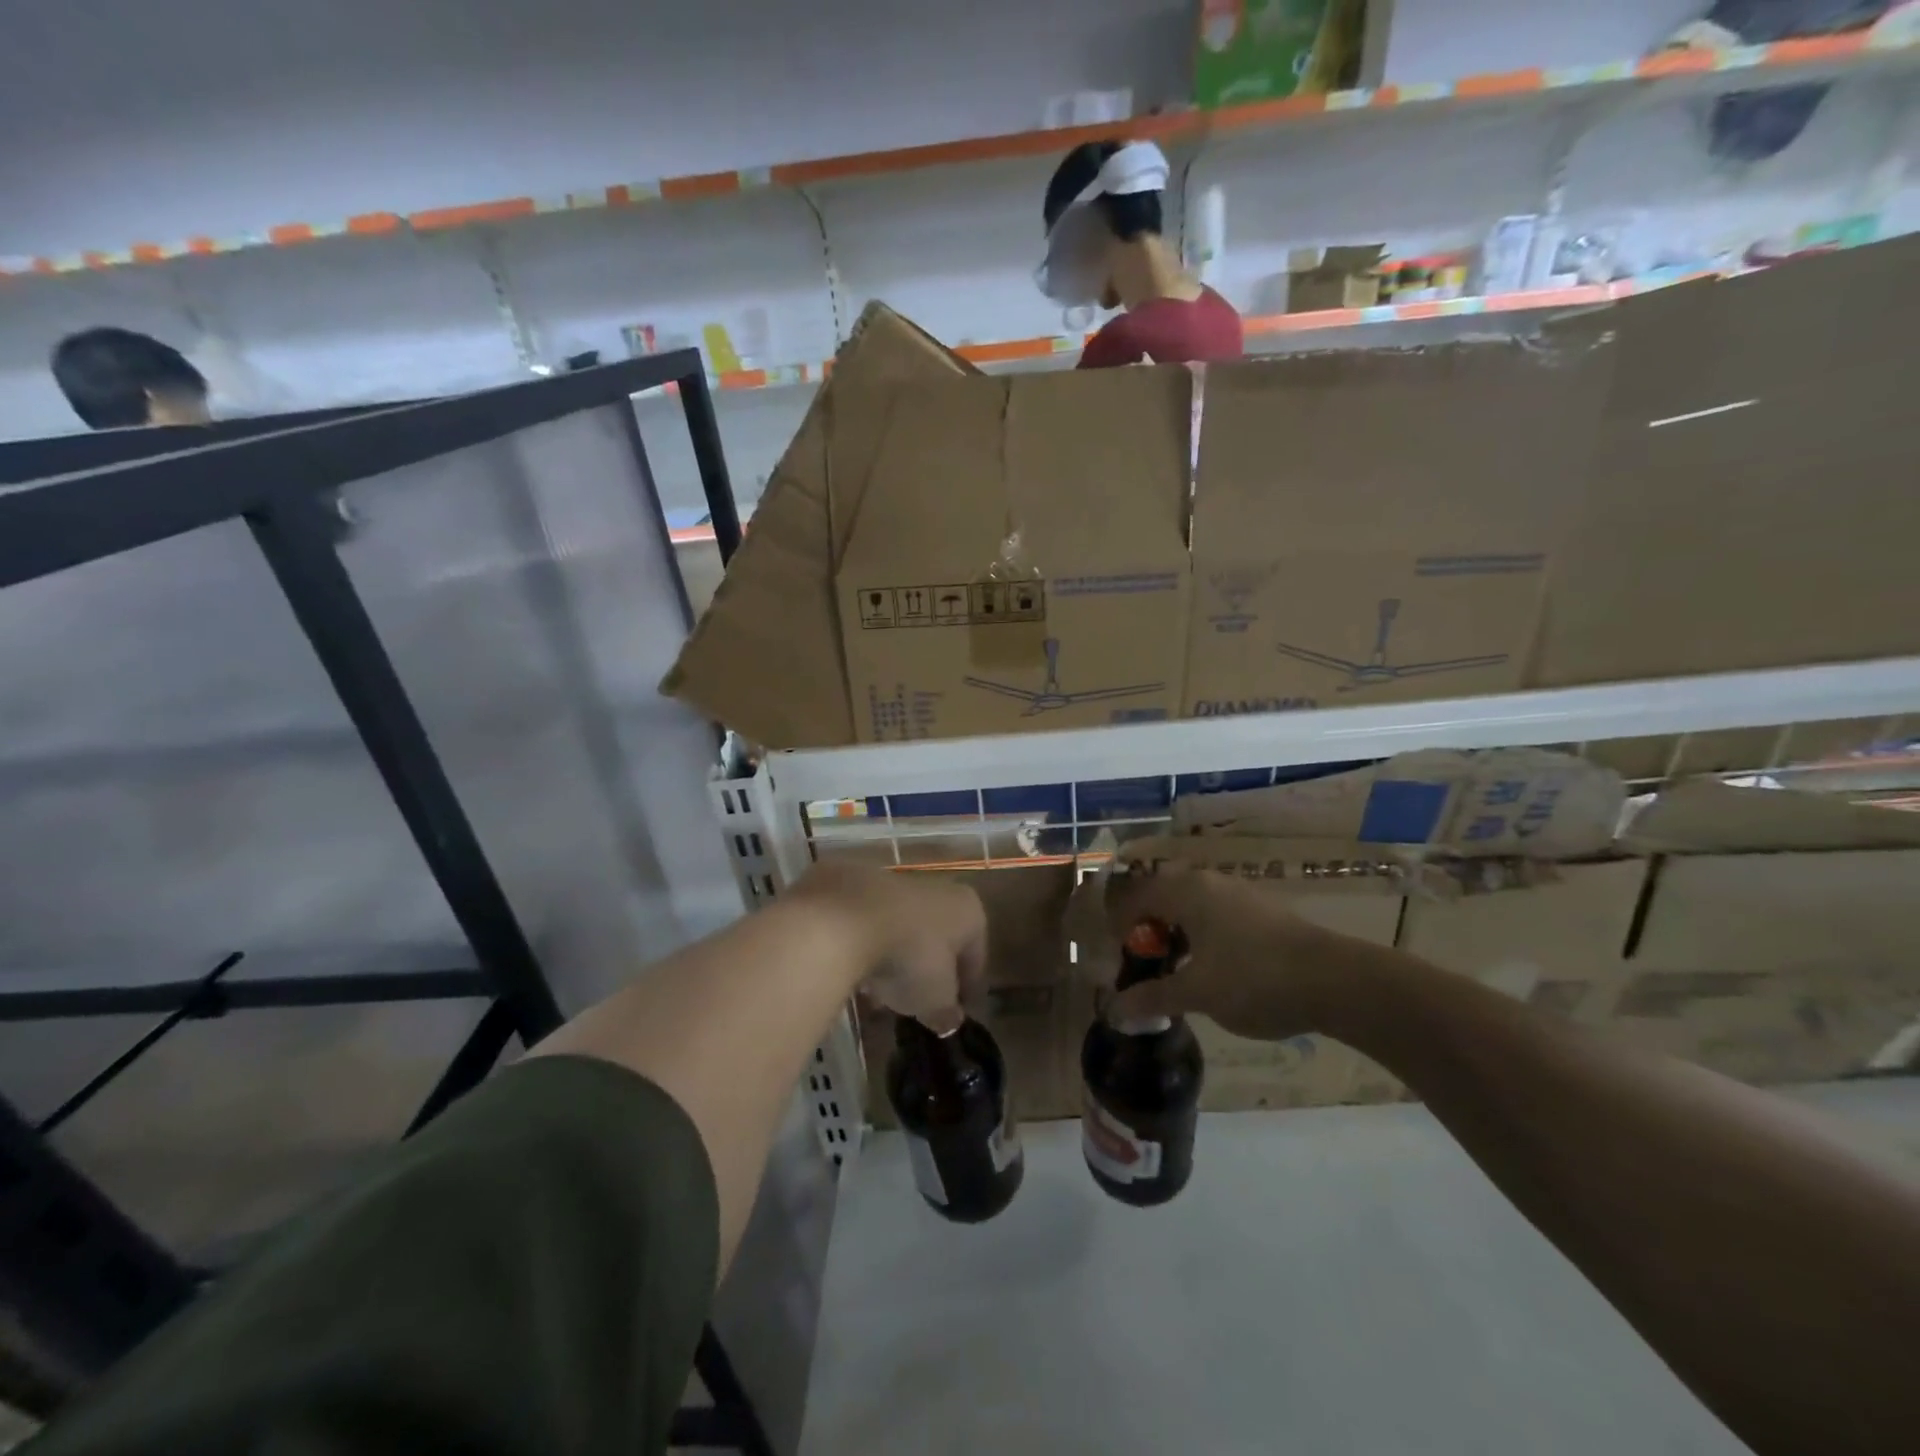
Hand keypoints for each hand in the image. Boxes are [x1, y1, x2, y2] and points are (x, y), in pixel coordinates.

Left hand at [790, 862, 986, 1028]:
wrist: (843, 920)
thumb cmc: (909, 958)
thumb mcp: (934, 999)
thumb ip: (946, 1012)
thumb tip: (949, 1020)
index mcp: (968, 910)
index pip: (975, 955)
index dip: (967, 988)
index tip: (956, 1012)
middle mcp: (936, 887)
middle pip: (936, 937)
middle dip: (926, 970)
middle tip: (916, 1003)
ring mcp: (892, 881)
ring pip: (900, 927)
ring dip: (893, 957)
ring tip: (879, 994)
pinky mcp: (854, 883)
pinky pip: (866, 923)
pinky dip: (863, 945)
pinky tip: (852, 973)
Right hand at [1104, 864, 1339, 1041]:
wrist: (1337, 981)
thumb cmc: (1254, 978)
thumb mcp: (1197, 993)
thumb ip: (1152, 997)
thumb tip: (1112, 1010)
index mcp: (1185, 891)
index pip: (1134, 897)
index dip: (1119, 928)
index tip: (1118, 963)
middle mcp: (1208, 882)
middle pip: (1161, 899)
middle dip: (1147, 933)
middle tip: (1144, 969)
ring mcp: (1238, 894)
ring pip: (1190, 908)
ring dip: (1175, 937)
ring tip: (1176, 975)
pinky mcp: (1262, 912)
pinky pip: (1216, 917)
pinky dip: (1201, 939)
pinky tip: (1212, 972)